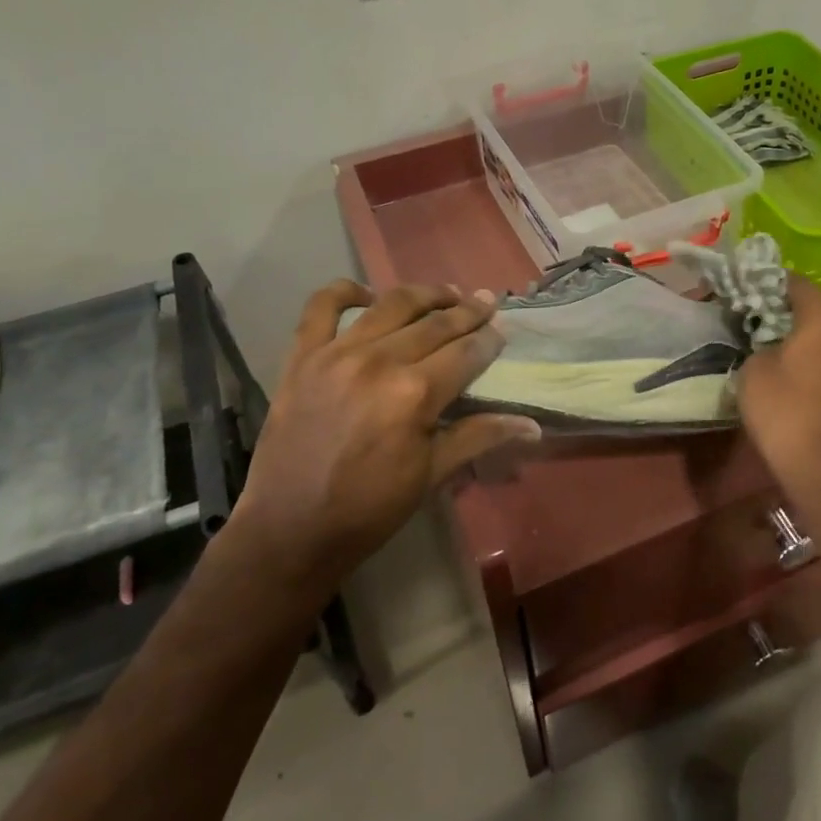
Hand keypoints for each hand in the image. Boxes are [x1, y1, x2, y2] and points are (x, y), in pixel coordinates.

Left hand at [231, 280, 540, 586]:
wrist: (289, 529)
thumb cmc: (369, 509)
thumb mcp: (431, 475)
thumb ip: (480, 437)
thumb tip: (532, 424)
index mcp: (415, 394)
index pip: (466, 352)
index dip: (490, 338)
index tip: (504, 327)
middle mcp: (379, 361)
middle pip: (435, 323)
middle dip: (468, 311)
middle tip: (486, 300)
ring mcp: (337, 354)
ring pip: (390, 305)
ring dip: (424, 294)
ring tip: (445, 292)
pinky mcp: (302, 356)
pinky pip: (321, 307)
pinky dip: (344, 291)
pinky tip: (365, 294)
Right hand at [737, 276, 820, 489]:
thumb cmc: (787, 412)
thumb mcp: (753, 372)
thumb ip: (760, 345)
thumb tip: (770, 346)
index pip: (796, 283)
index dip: (769, 285)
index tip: (747, 294)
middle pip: (820, 311)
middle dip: (791, 316)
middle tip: (761, 327)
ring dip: (812, 344)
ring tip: (782, 357)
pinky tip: (804, 385)